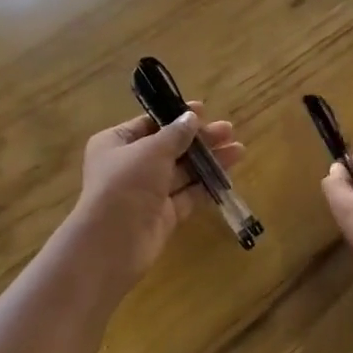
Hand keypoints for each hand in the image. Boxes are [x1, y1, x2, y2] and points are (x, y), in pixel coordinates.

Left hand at [67, 106, 244, 293]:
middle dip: (199, 140)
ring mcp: (146, 192)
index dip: (176, 117)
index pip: (149, 124)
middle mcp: (129, 166)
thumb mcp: (152, 150)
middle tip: (229, 131)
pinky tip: (228, 176)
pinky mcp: (162, 215)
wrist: (113, 242)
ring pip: (182, 172)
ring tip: (239, 150)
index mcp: (115, 143)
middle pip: (169, 147)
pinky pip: (187, 196)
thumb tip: (191, 117)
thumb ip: (175, 134)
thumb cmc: (126, 183)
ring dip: (208, 161)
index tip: (203, 110)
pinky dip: (205, 186)